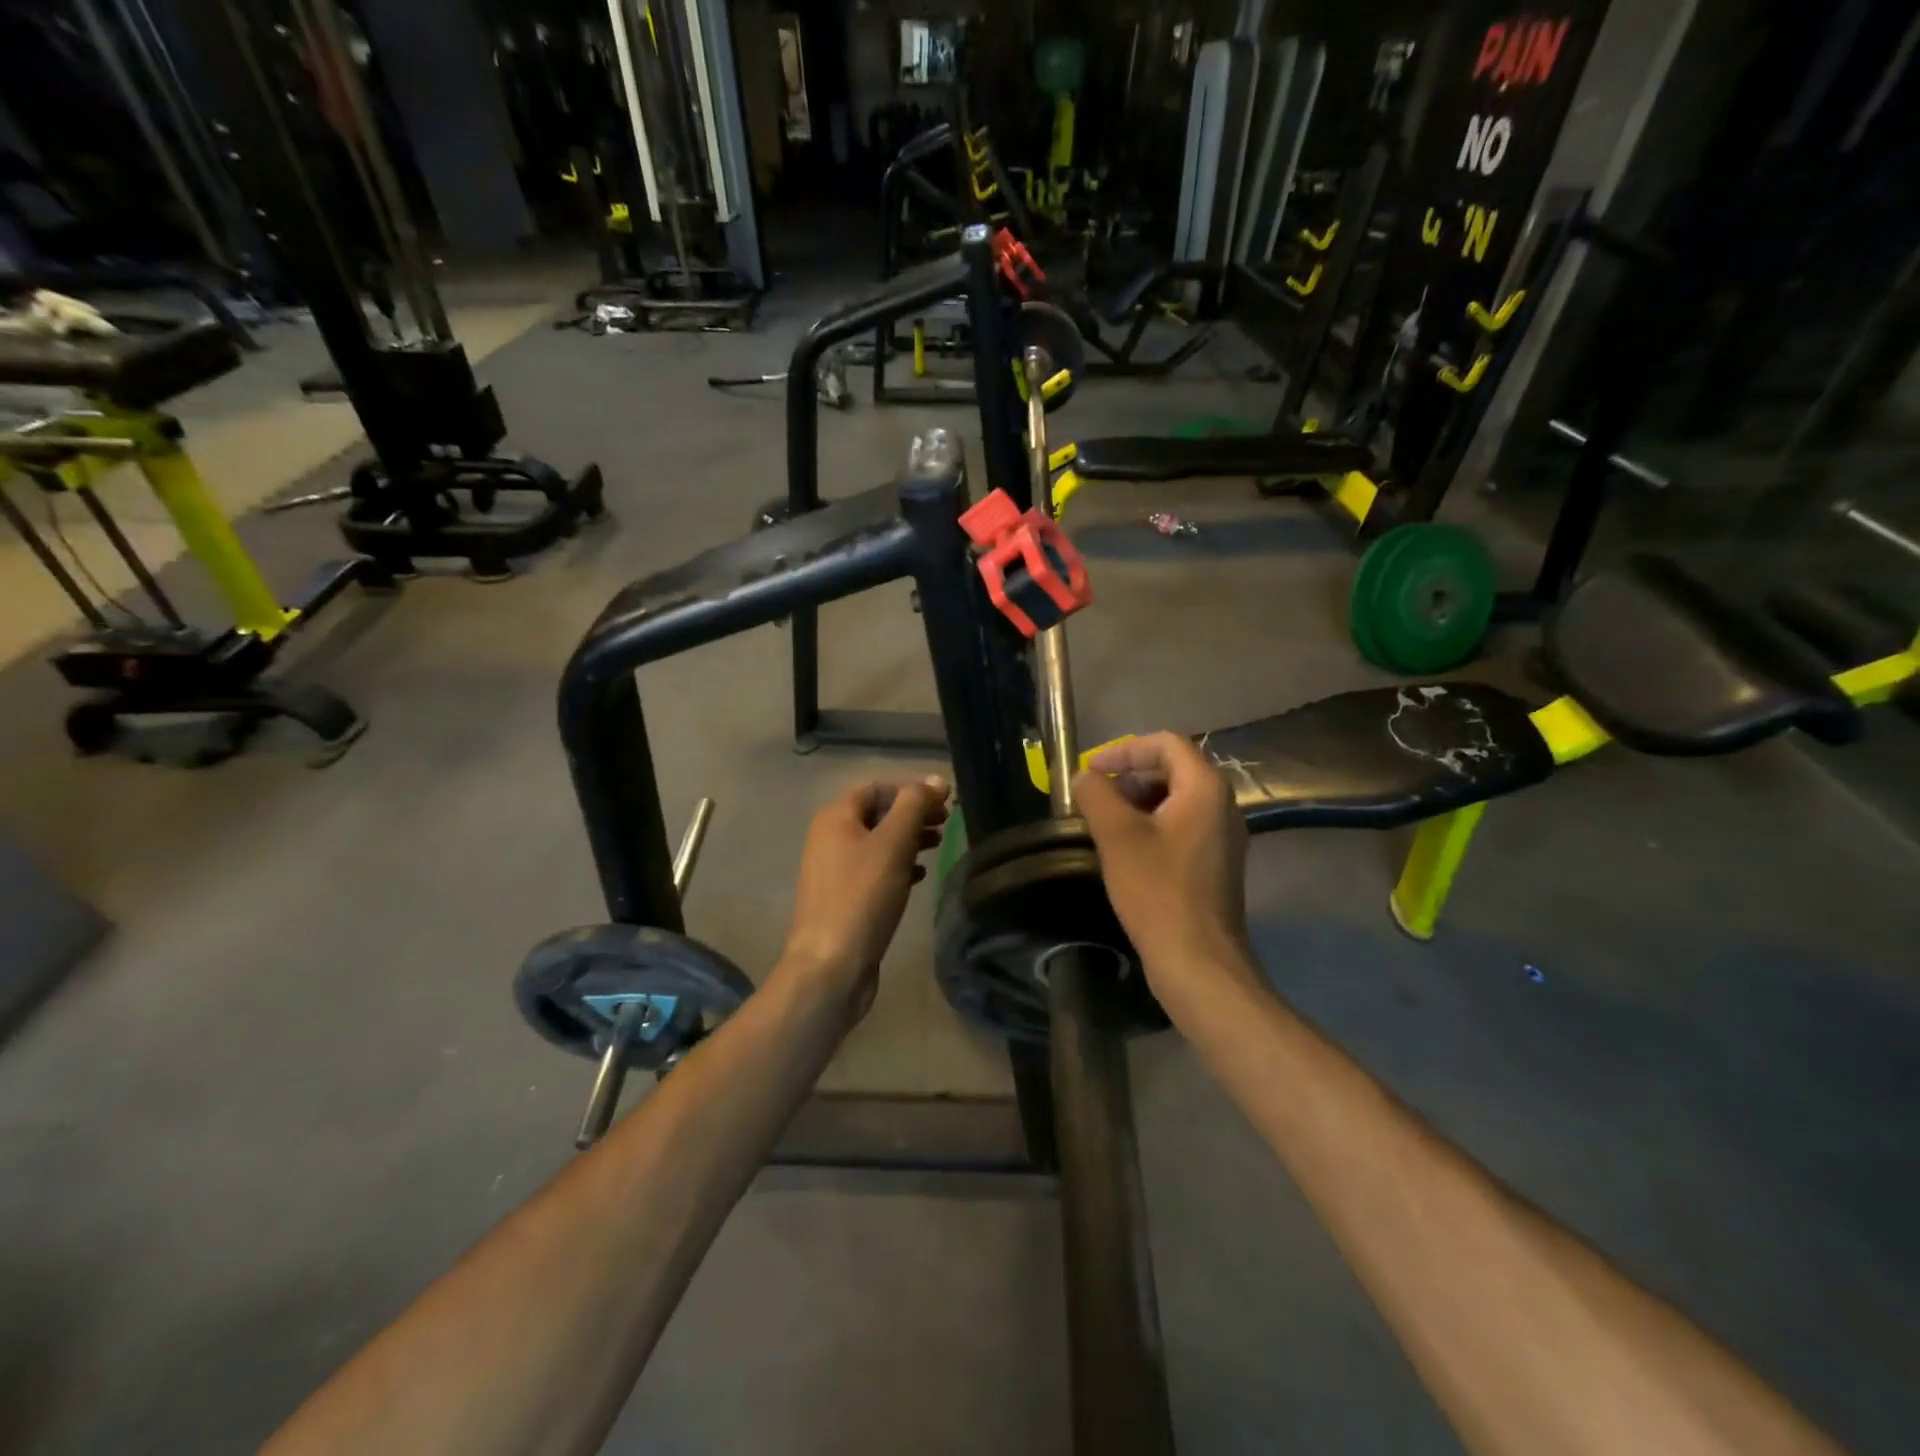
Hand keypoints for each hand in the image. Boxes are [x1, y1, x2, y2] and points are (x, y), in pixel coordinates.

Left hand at [780, 777, 950, 1017]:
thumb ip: (914, 806)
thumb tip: (935, 780)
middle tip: (947, 823)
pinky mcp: (844, 897)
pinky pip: (874, 870)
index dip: (912, 790)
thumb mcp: (892, 844)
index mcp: (836, 817)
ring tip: (938, 846)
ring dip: (909, 839)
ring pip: (878, 843)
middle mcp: (830, 837)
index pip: (878, 788)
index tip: (945, 802)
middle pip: (878, 814)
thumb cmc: (862, 896)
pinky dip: (898, 866)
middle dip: (913, 815)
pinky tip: (920, 876)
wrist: (831, 964)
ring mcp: (835, 869)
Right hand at [1073, 733, 1251, 1001]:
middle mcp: (1223, 804)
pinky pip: (1182, 825)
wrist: (1197, 960)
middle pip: (1173, 768)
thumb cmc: (1157, 891)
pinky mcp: (1216, 862)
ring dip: (1138, 801)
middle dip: (1130, 775)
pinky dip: (1152, 824)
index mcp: (1205, 788)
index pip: (1165, 743)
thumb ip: (1096, 795)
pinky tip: (1126, 849)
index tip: (1091, 771)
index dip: (1124, 750)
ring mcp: (1223, 836)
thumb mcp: (1117, 836)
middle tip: (1096, 798)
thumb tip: (1084, 777)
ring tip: (1105, 823)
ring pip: (1177, 799)